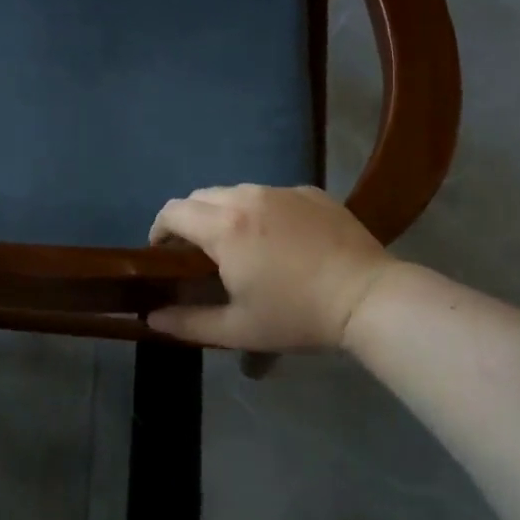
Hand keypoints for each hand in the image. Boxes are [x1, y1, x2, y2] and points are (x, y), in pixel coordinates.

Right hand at [147, 185, 394, 350]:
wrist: (368, 297)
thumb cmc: (297, 315)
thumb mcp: (239, 329)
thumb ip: (188, 323)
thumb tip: (151, 319)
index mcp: (224, 227)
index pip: (173, 211)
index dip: (159, 229)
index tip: (162, 253)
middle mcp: (246, 197)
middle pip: (200, 197)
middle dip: (190, 220)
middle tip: (197, 254)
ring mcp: (281, 191)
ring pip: (236, 192)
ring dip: (224, 213)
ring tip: (238, 244)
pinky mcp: (309, 192)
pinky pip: (271, 195)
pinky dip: (261, 210)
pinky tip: (279, 239)